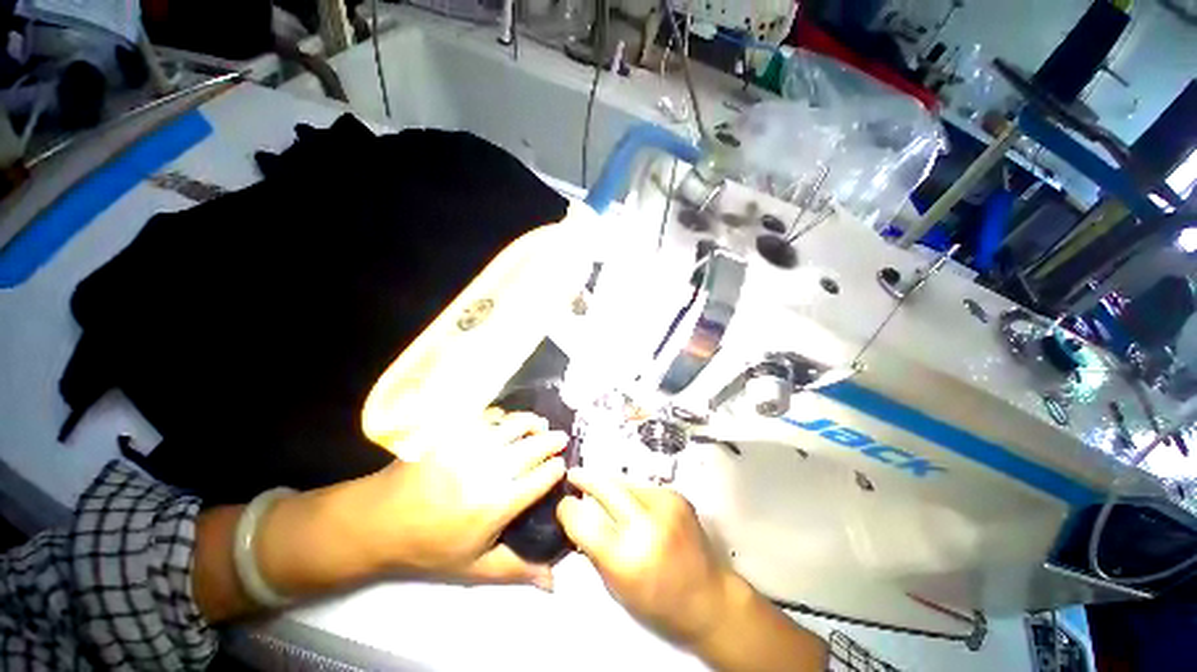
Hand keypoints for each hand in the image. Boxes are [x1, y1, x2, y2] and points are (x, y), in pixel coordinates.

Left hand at [360, 411, 566, 587]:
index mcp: (498, 504)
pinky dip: (504, 416)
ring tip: (539, 424)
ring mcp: (471, 445)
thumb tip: (554, 580)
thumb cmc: (431, 546)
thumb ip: (517, 570)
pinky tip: (506, 420)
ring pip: (515, 424)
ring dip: (533, 423)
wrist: (381, 519)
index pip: (542, 478)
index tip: (562, 466)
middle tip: (561, 437)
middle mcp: (490, 470)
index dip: (557, 469)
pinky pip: (488, 415)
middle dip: (553, 440)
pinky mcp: (455, 430)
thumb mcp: (475, 567)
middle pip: (534, 446)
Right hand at [556, 468, 734, 644]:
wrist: (708, 598)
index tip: (563, 505)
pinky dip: (632, 494)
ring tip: (607, 498)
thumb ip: (594, 548)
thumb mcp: (616, 586)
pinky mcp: (676, 495)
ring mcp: (664, 505)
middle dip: (585, 478)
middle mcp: (646, 524)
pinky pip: (642, 487)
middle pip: (604, 486)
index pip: (583, 520)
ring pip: (623, 482)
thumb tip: (577, 516)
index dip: (568, 509)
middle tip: (573, 474)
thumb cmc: (658, 603)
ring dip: (611, 488)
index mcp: (626, 557)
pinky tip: (636, 508)